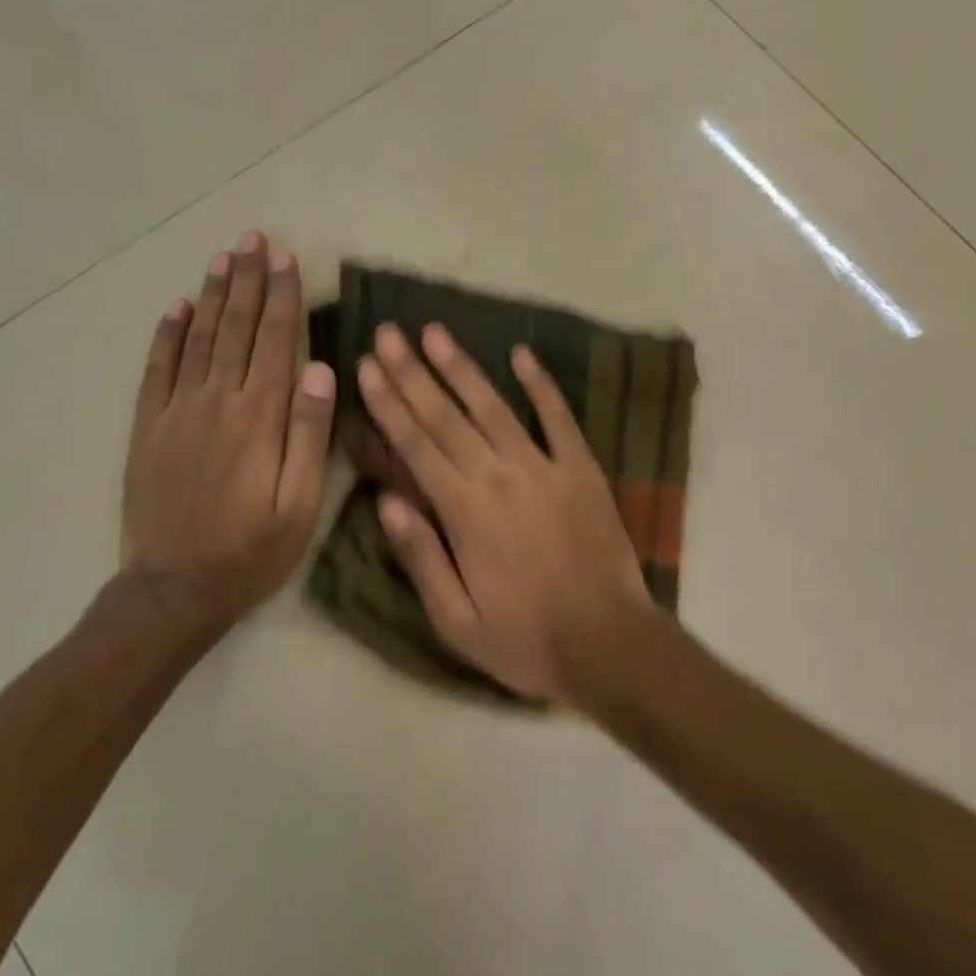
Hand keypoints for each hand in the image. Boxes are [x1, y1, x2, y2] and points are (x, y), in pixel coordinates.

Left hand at [120, 232, 336, 622]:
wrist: (174, 589)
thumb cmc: (250, 551)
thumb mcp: (300, 505)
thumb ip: (311, 435)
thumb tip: (321, 371)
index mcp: (259, 417)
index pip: (275, 340)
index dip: (282, 296)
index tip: (286, 258)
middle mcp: (217, 400)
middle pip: (236, 327)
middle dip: (248, 279)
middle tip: (254, 238)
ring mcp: (176, 410)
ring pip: (198, 337)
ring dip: (212, 294)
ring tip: (223, 256)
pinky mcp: (148, 426)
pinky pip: (157, 368)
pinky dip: (167, 334)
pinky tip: (177, 307)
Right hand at [356, 322, 652, 701]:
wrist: (609, 645)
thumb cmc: (525, 639)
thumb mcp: (455, 619)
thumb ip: (419, 555)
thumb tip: (383, 500)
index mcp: (463, 511)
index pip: (415, 445)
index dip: (387, 404)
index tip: (366, 367)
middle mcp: (498, 476)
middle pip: (446, 415)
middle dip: (412, 372)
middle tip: (388, 333)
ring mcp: (544, 467)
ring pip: (493, 406)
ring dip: (462, 366)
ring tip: (435, 331)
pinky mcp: (581, 469)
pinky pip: (558, 417)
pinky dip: (541, 384)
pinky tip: (520, 353)